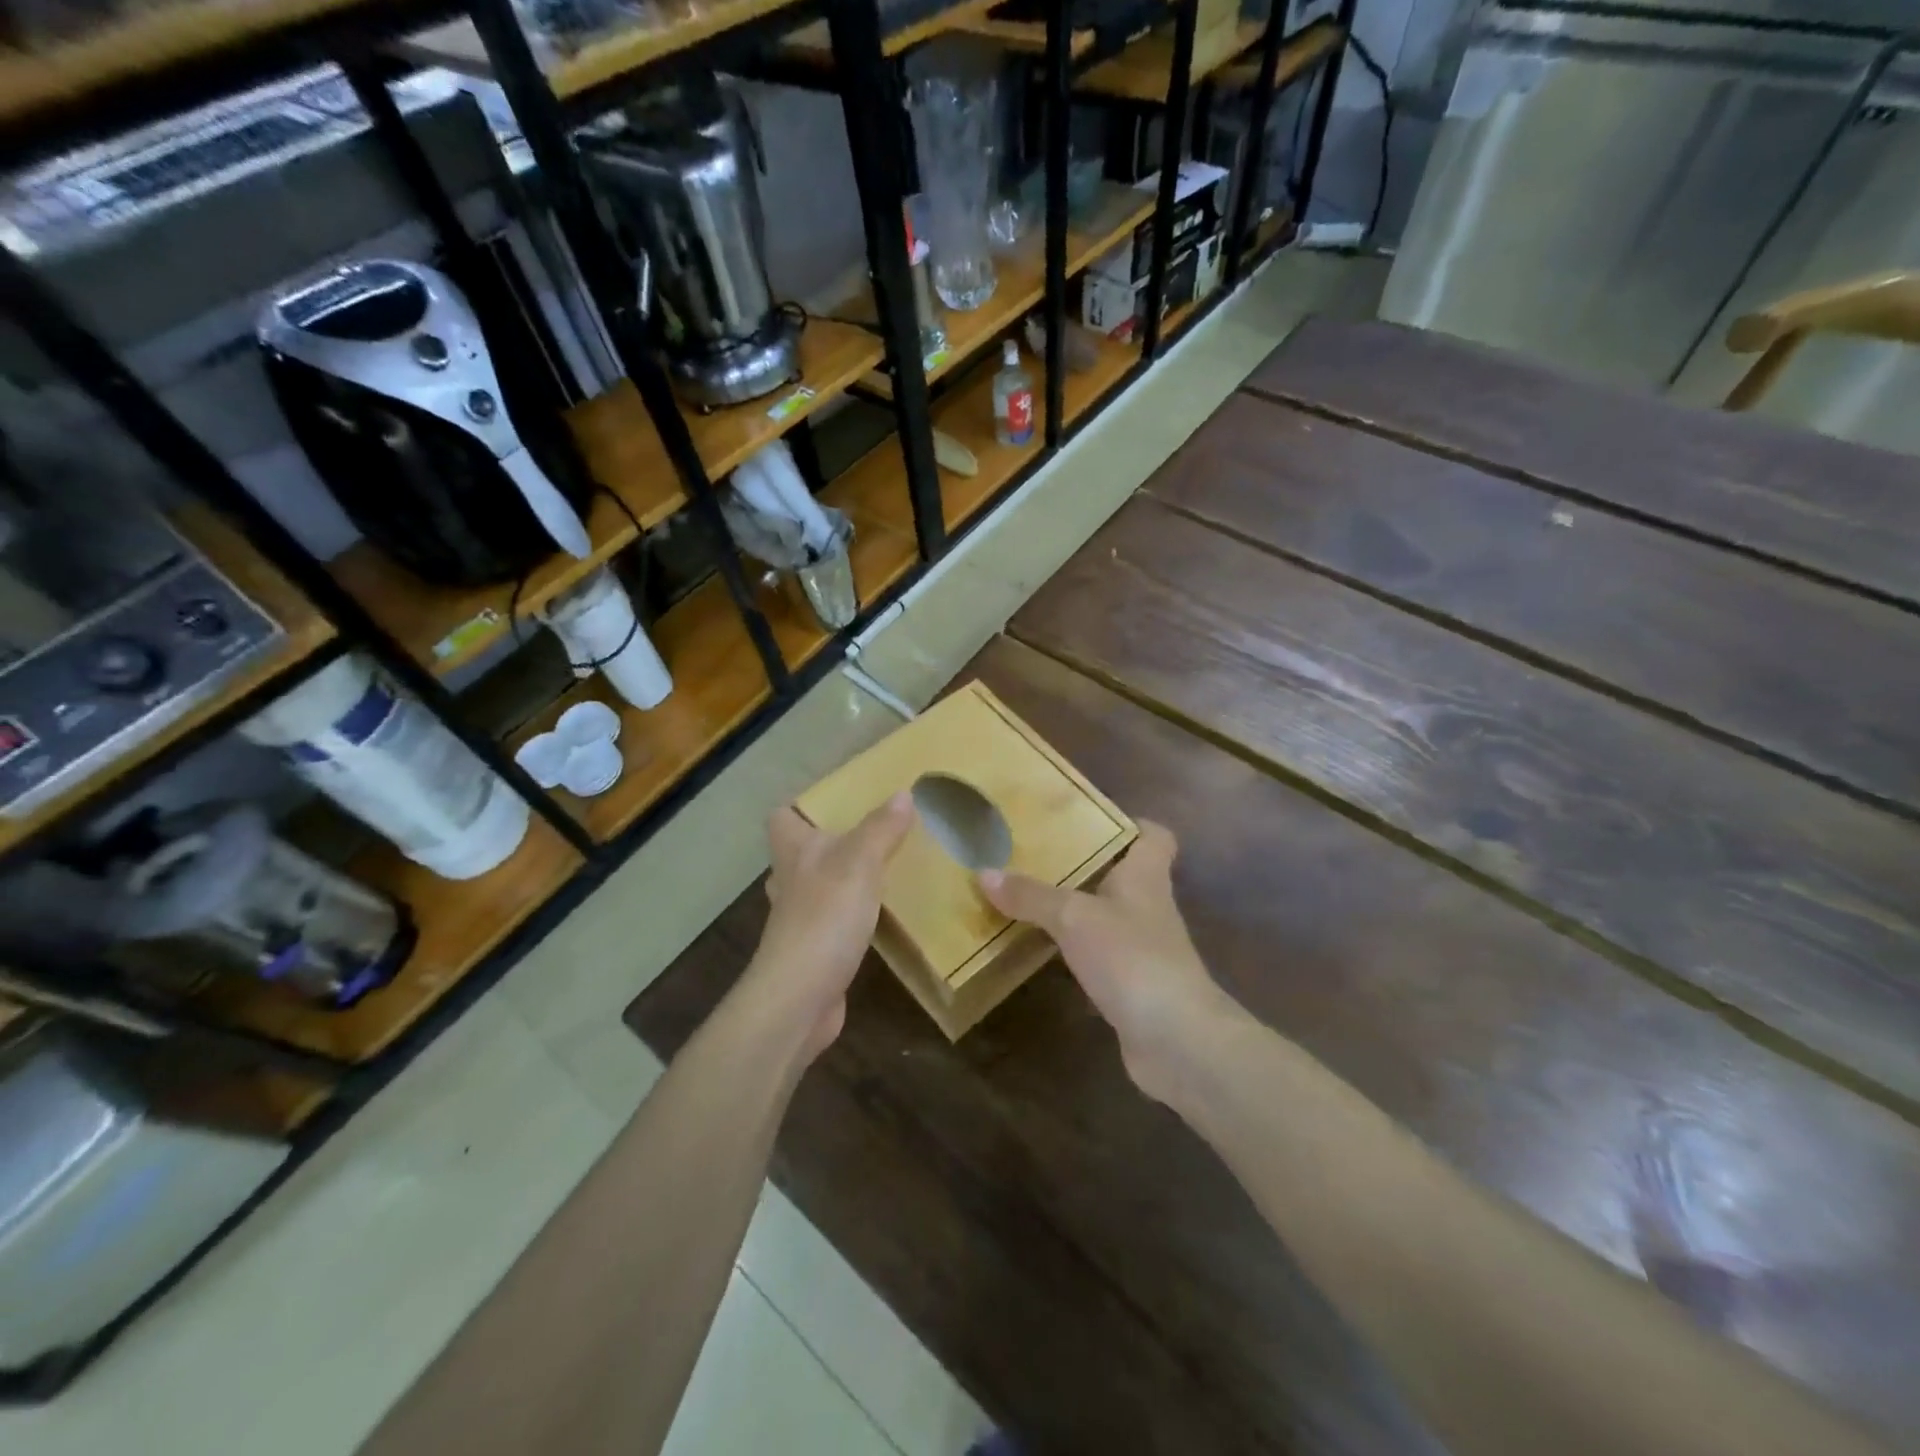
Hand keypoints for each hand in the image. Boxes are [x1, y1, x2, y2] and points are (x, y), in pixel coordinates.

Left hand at [743, 792, 915, 1062]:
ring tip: (881, 871)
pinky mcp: (812, 950)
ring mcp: (798, 919)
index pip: (782, 816)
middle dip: (829, 842)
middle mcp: (790, 881)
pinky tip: (878, 917)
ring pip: (817, 887)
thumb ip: (882, 828)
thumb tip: (903, 794)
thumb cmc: (826, 917)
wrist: (800, 997)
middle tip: (870, 834)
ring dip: (842, 880)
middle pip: (800, 852)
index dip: (802, 806)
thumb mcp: (861, 862)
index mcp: (793, 851)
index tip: (837, 802)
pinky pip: (831, 922)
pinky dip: (850, 916)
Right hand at [978, 822, 1235, 1100]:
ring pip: (1108, 916)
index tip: (1090, 820)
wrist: (1176, 1039)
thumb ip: (1031, 895)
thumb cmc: (1131, 957)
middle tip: (1039, 854)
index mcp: (1146, 876)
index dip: (1131, 824)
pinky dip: (1075, 951)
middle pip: (1124, 875)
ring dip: (1076, 909)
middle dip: (1087, 865)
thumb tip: (984, 872)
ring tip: (1030, 897)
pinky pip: (1100, 956)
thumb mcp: (1073, 917)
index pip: (1154, 836)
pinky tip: (1043, 950)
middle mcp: (1149, 907)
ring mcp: (1144, 949)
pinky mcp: (1134, 985)